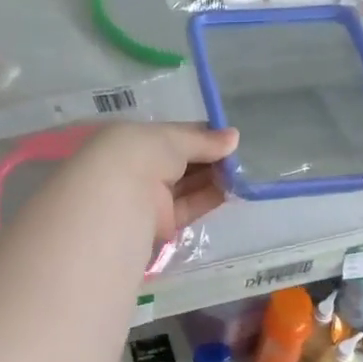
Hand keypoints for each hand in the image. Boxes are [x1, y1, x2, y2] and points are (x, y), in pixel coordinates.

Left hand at [71, 121, 239, 244]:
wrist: (121, 200)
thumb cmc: (141, 155)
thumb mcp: (173, 138)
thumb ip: (204, 140)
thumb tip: (234, 137)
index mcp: (133, 141)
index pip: (171, 137)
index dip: (199, 136)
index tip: (226, 138)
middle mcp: (140, 169)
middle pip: (181, 163)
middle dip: (209, 158)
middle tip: (237, 156)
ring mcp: (150, 198)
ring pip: (187, 186)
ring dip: (213, 178)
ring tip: (241, 172)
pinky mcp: (162, 224)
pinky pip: (189, 208)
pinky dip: (210, 198)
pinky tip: (233, 189)